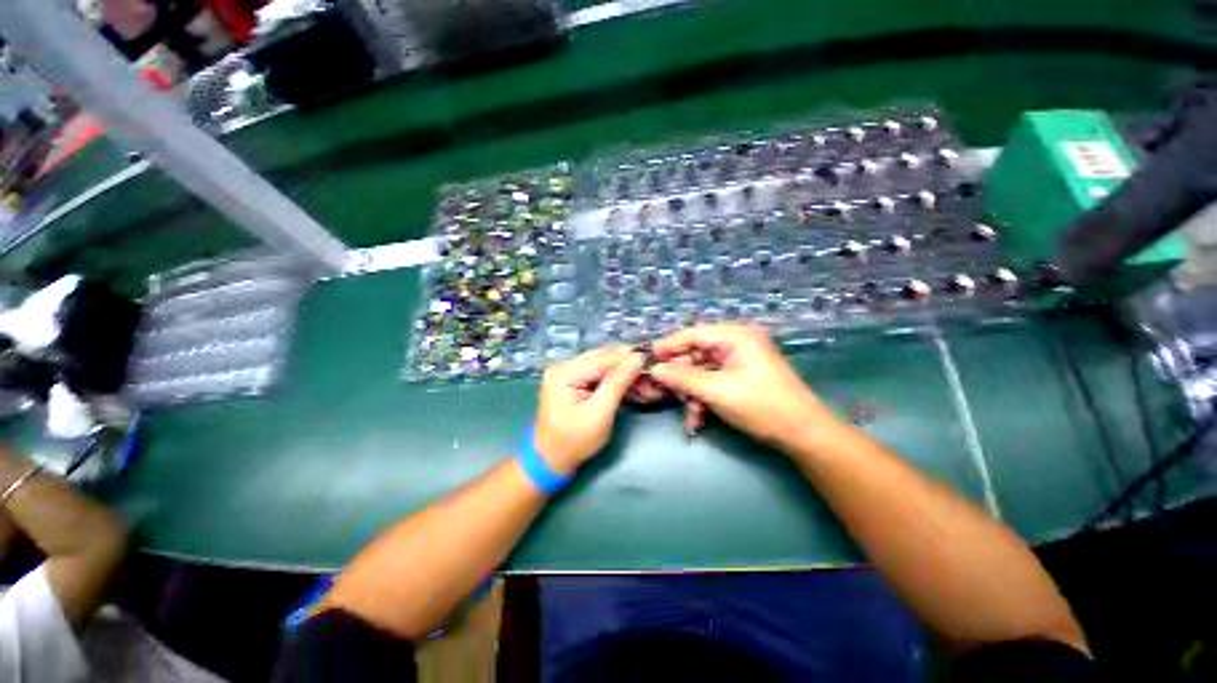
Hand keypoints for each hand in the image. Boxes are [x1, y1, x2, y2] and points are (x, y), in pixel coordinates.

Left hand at [535, 346, 643, 474]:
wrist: (550, 460)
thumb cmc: (574, 442)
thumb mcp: (599, 414)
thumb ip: (618, 383)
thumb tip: (637, 357)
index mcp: (565, 372)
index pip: (603, 358)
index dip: (630, 357)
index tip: (654, 361)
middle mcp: (564, 365)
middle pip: (604, 357)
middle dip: (629, 365)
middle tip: (652, 375)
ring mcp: (567, 371)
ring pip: (604, 364)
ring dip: (625, 373)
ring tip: (646, 384)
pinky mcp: (573, 380)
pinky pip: (599, 373)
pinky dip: (616, 380)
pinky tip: (632, 387)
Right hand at [649, 325, 837, 449]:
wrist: (803, 434)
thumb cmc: (761, 406)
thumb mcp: (717, 391)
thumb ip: (683, 378)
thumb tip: (655, 370)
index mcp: (735, 336)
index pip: (693, 334)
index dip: (669, 346)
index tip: (647, 358)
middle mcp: (736, 342)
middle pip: (696, 354)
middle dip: (681, 378)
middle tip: (664, 393)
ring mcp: (739, 360)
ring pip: (701, 372)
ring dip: (692, 394)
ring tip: (690, 416)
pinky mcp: (740, 376)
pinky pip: (712, 382)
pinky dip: (703, 399)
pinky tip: (698, 419)